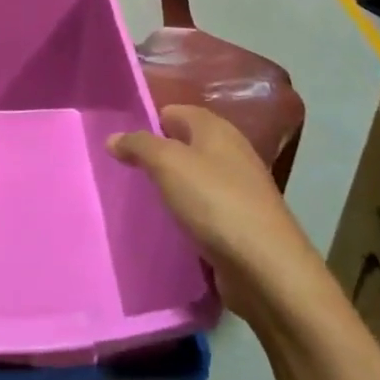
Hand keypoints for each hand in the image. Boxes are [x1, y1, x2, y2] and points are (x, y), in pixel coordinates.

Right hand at [108, 105, 316, 310]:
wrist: (266, 267)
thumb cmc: (215, 202)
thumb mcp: (168, 163)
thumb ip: (138, 145)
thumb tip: (113, 138)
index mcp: (216, 128)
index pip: (173, 111)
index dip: (146, 122)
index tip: (119, 143)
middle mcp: (230, 152)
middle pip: (183, 144)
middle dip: (155, 156)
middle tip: (123, 171)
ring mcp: (238, 188)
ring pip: (193, 178)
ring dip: (169, 187)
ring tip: (139, 198)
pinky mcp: (239, 222)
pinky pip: (203, 208)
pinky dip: (185, 213)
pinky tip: (167, 225)